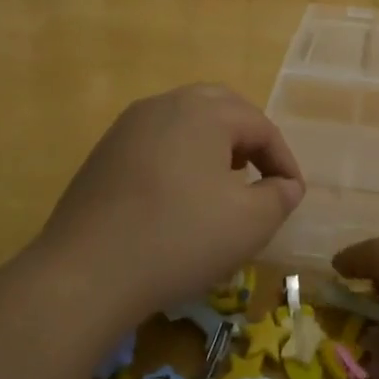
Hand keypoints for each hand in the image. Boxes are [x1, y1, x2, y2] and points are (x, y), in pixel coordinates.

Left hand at [37, 84, 303, 319]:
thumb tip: (286, 185)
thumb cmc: (180, 238)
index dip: (283, 159)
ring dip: (213, 145)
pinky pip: (156, 142)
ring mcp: (128, 126)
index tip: (292, 194)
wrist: (86, 273)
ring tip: (224, 184)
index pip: (260, 126)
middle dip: (248, 139)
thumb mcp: (250, 223)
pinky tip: (179, 197)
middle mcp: (165, 105)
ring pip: (185, 122)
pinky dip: (180, 158)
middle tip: (260, 174)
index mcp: (204, 111)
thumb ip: (280, 197)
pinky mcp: (104, 153)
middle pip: (221, 108)